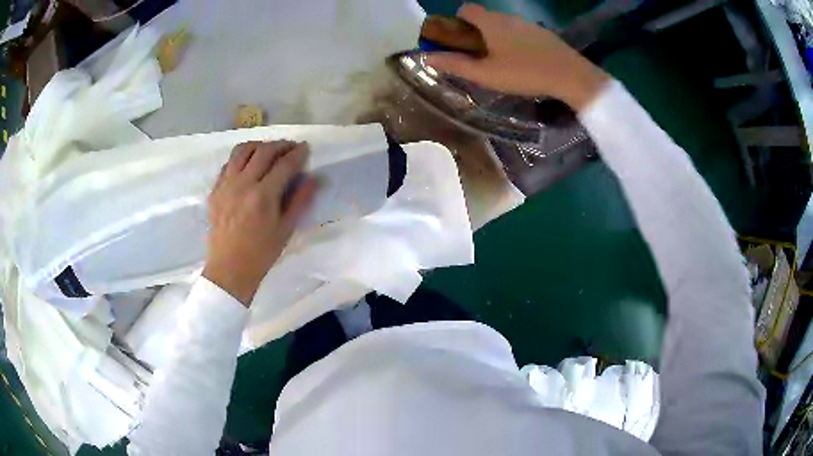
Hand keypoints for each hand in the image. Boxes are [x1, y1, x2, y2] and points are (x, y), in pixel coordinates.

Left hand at [202, 141, 316, 306]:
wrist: (228, 268)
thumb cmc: (261, 253)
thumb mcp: (286, 229)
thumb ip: (300, 200)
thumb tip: (315, 179)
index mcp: (263, 196)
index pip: (284, 164)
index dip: (297, 153)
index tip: (306, 148)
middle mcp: (243, 184)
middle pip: (264, 151)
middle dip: (280, 145)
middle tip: (291, 147)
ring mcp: (226, 185)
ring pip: (242, 151)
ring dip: (259, 145)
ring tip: (268, 150)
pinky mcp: (215, 190)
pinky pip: (228, 163)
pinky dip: (241, 157)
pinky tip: (248, 164)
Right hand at [425, 4, 609, 111]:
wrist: (571, 76)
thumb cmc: (524, 73)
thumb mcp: (486, 74)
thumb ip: (456, 65)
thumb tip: (427, 57)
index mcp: (491, 22)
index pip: (466, 9)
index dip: (457, 21)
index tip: (458, 40)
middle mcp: (508, 17)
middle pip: (485, 17)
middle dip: (476, 32)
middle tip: (479, 56)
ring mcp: (528, 24)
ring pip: (504, 25)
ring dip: (497, 37)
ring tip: (502, 62)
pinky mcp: (543, 33)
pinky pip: (521, 32)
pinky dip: (515, 42)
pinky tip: (523, 62)